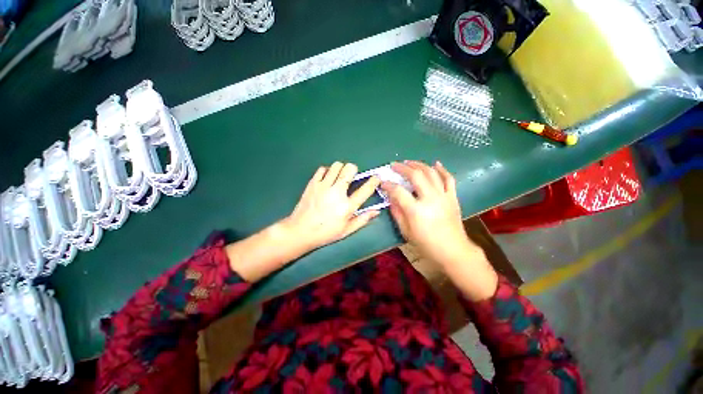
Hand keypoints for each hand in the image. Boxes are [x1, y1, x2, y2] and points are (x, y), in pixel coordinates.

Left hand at [284, 162, 380, 250]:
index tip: (376, 177)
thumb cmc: (325, 232)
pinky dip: (327, 171)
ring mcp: (323, 186)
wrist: (300, 231)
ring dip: (341, 169)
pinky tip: (327, 179)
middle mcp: (337, 193)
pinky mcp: (312, 183)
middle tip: (351, 177)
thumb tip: (377, 211)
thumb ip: (363, 219)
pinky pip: (322, 169)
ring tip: (338, 177)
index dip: (374, 181)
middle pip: (349, 169)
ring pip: (336, 165)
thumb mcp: (347, 230)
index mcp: (347, 206)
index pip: (365, 189)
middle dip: (354, 170)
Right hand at [381, 160, 496, 299]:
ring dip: (419, 165)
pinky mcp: (453, 197)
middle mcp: (430, 199)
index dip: (388, 185)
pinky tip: (435, 164)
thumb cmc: (427, 244)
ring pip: (431, 173)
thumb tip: (391, 198)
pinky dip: (442, 169)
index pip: (398, 191)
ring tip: (409, 162)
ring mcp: (444, 196)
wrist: (453, 251)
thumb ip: (397, 212)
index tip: (382, 182)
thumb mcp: (406, 231)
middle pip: (416, 176)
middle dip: (403, 168)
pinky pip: (449, 179)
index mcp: (416, 210)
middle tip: (394, 165)